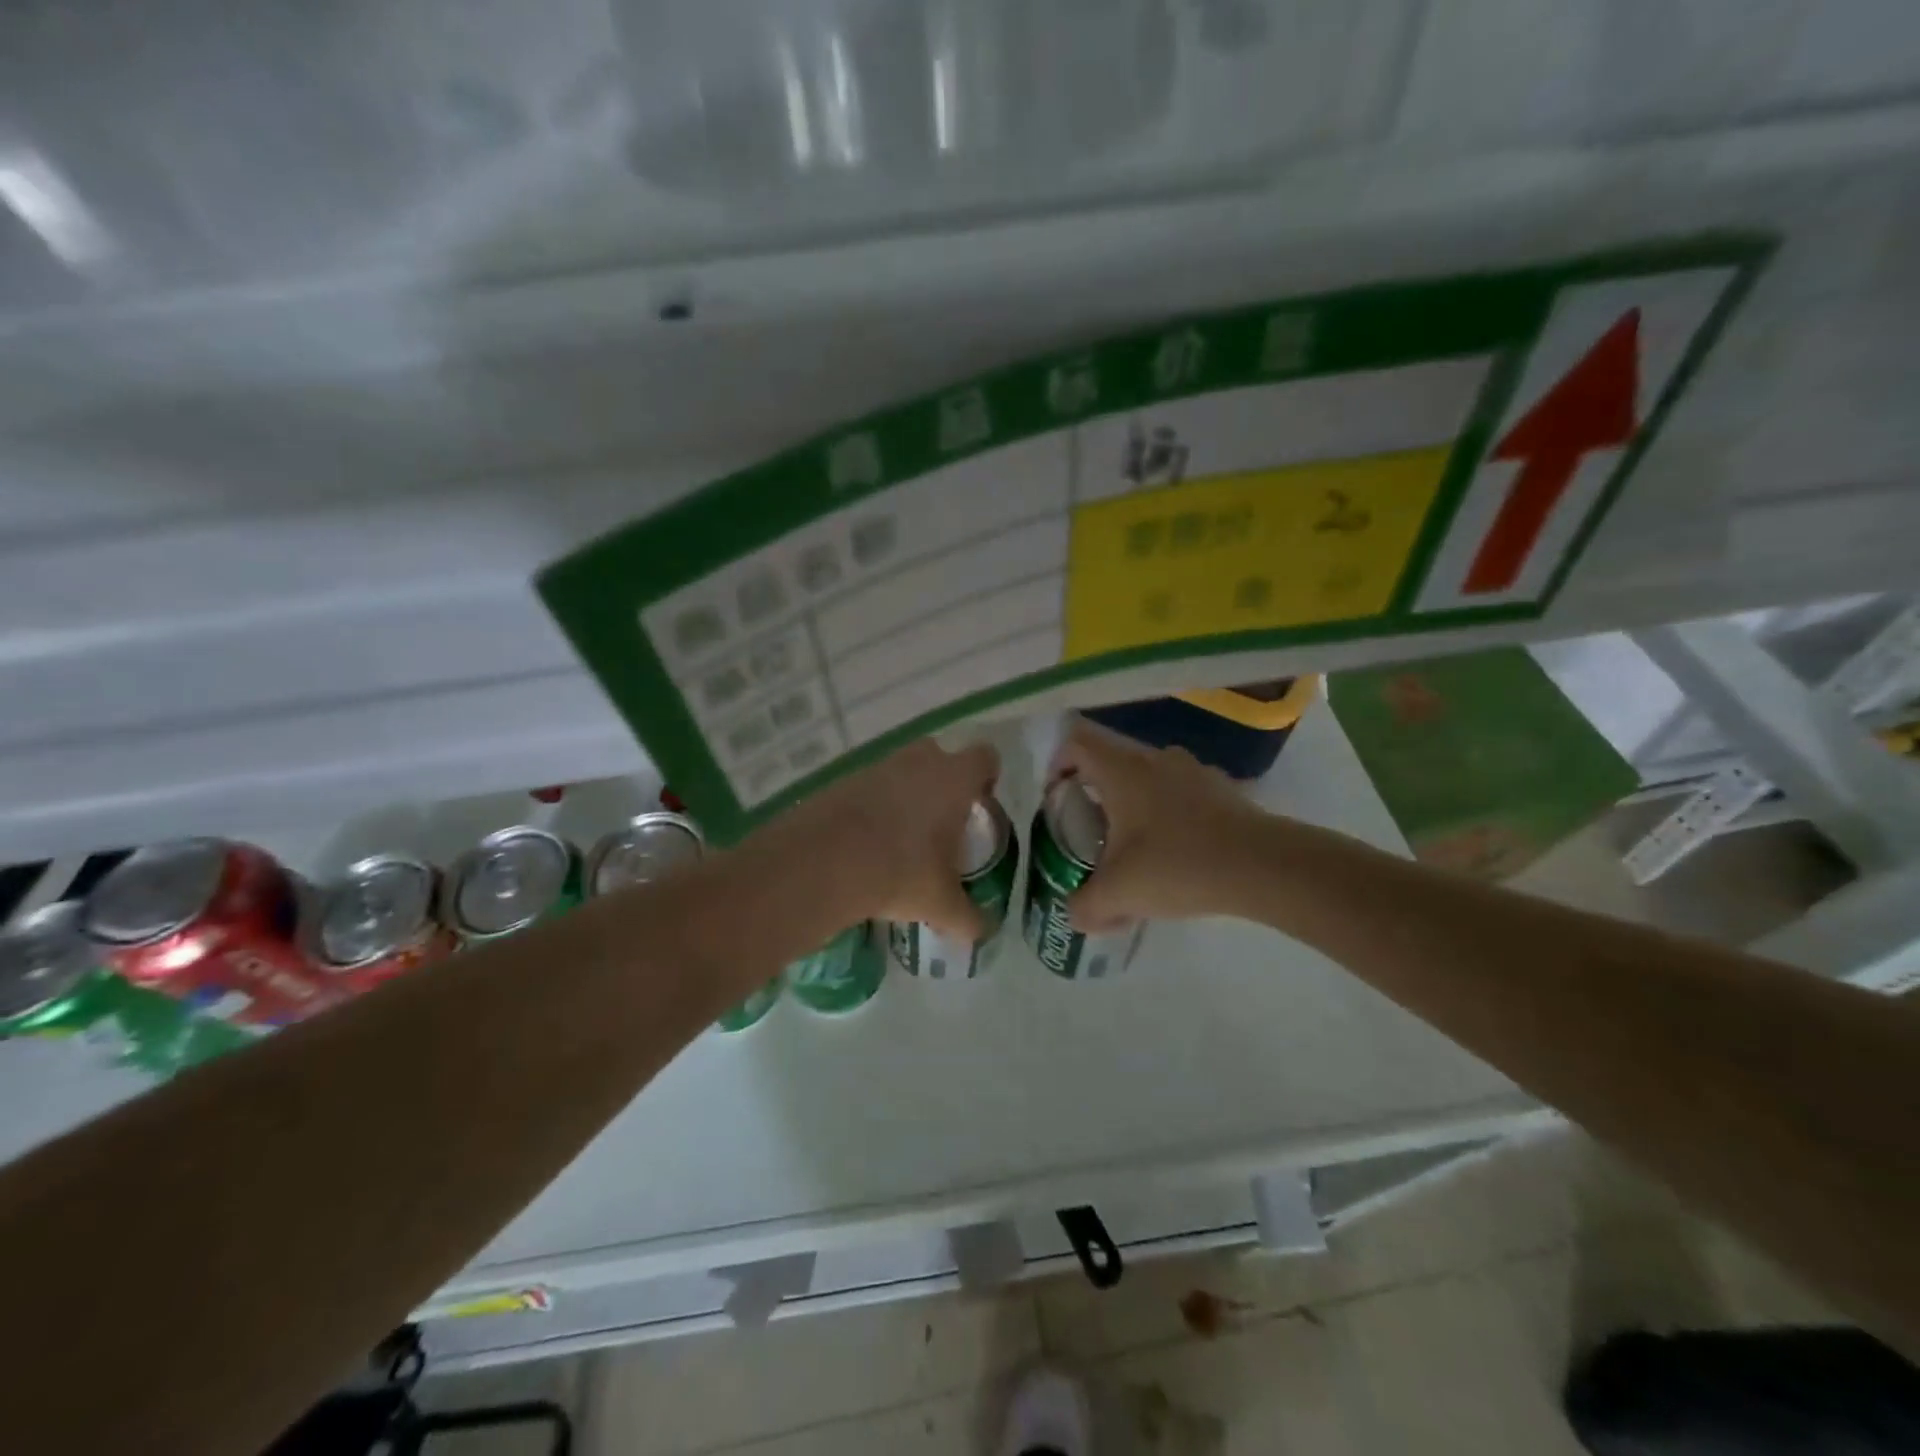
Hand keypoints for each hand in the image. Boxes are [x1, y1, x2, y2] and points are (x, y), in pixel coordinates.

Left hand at [781, 738, 1000, 940]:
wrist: (824, 861)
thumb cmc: (901, 872)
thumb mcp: (941, 903)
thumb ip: (968, 917)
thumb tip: (983, 931)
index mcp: (954, 779)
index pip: (985, 758)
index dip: (987, 778)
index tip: (981, 806)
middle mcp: (919, 762)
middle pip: (940, 757)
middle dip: (944, 782)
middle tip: (943, 822)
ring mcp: (878, 767)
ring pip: (903, 771)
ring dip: (907, 794)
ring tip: (903, 838)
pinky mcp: (844, 780)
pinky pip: (870, 787)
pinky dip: (874, 806)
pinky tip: (869, 842)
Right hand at [1051, 719, 1261, 932]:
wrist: (1263, 867)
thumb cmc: (1177, 865)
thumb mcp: (1118, 893)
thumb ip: (1085, 906)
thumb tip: (1075, 915)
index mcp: (1123, 769)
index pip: (1077, 743)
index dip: (1058, 765)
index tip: (1057, 800)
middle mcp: (1156, 758)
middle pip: (1111, 763)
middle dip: (1095, 796)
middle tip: (1091, 835)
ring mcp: (1193, 771)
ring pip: (1148, 779)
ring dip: (1133, 807)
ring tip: (1134, 851)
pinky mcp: (1223, 791)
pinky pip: (1180, 795)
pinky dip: (1168, 818)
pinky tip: (1176, 857)